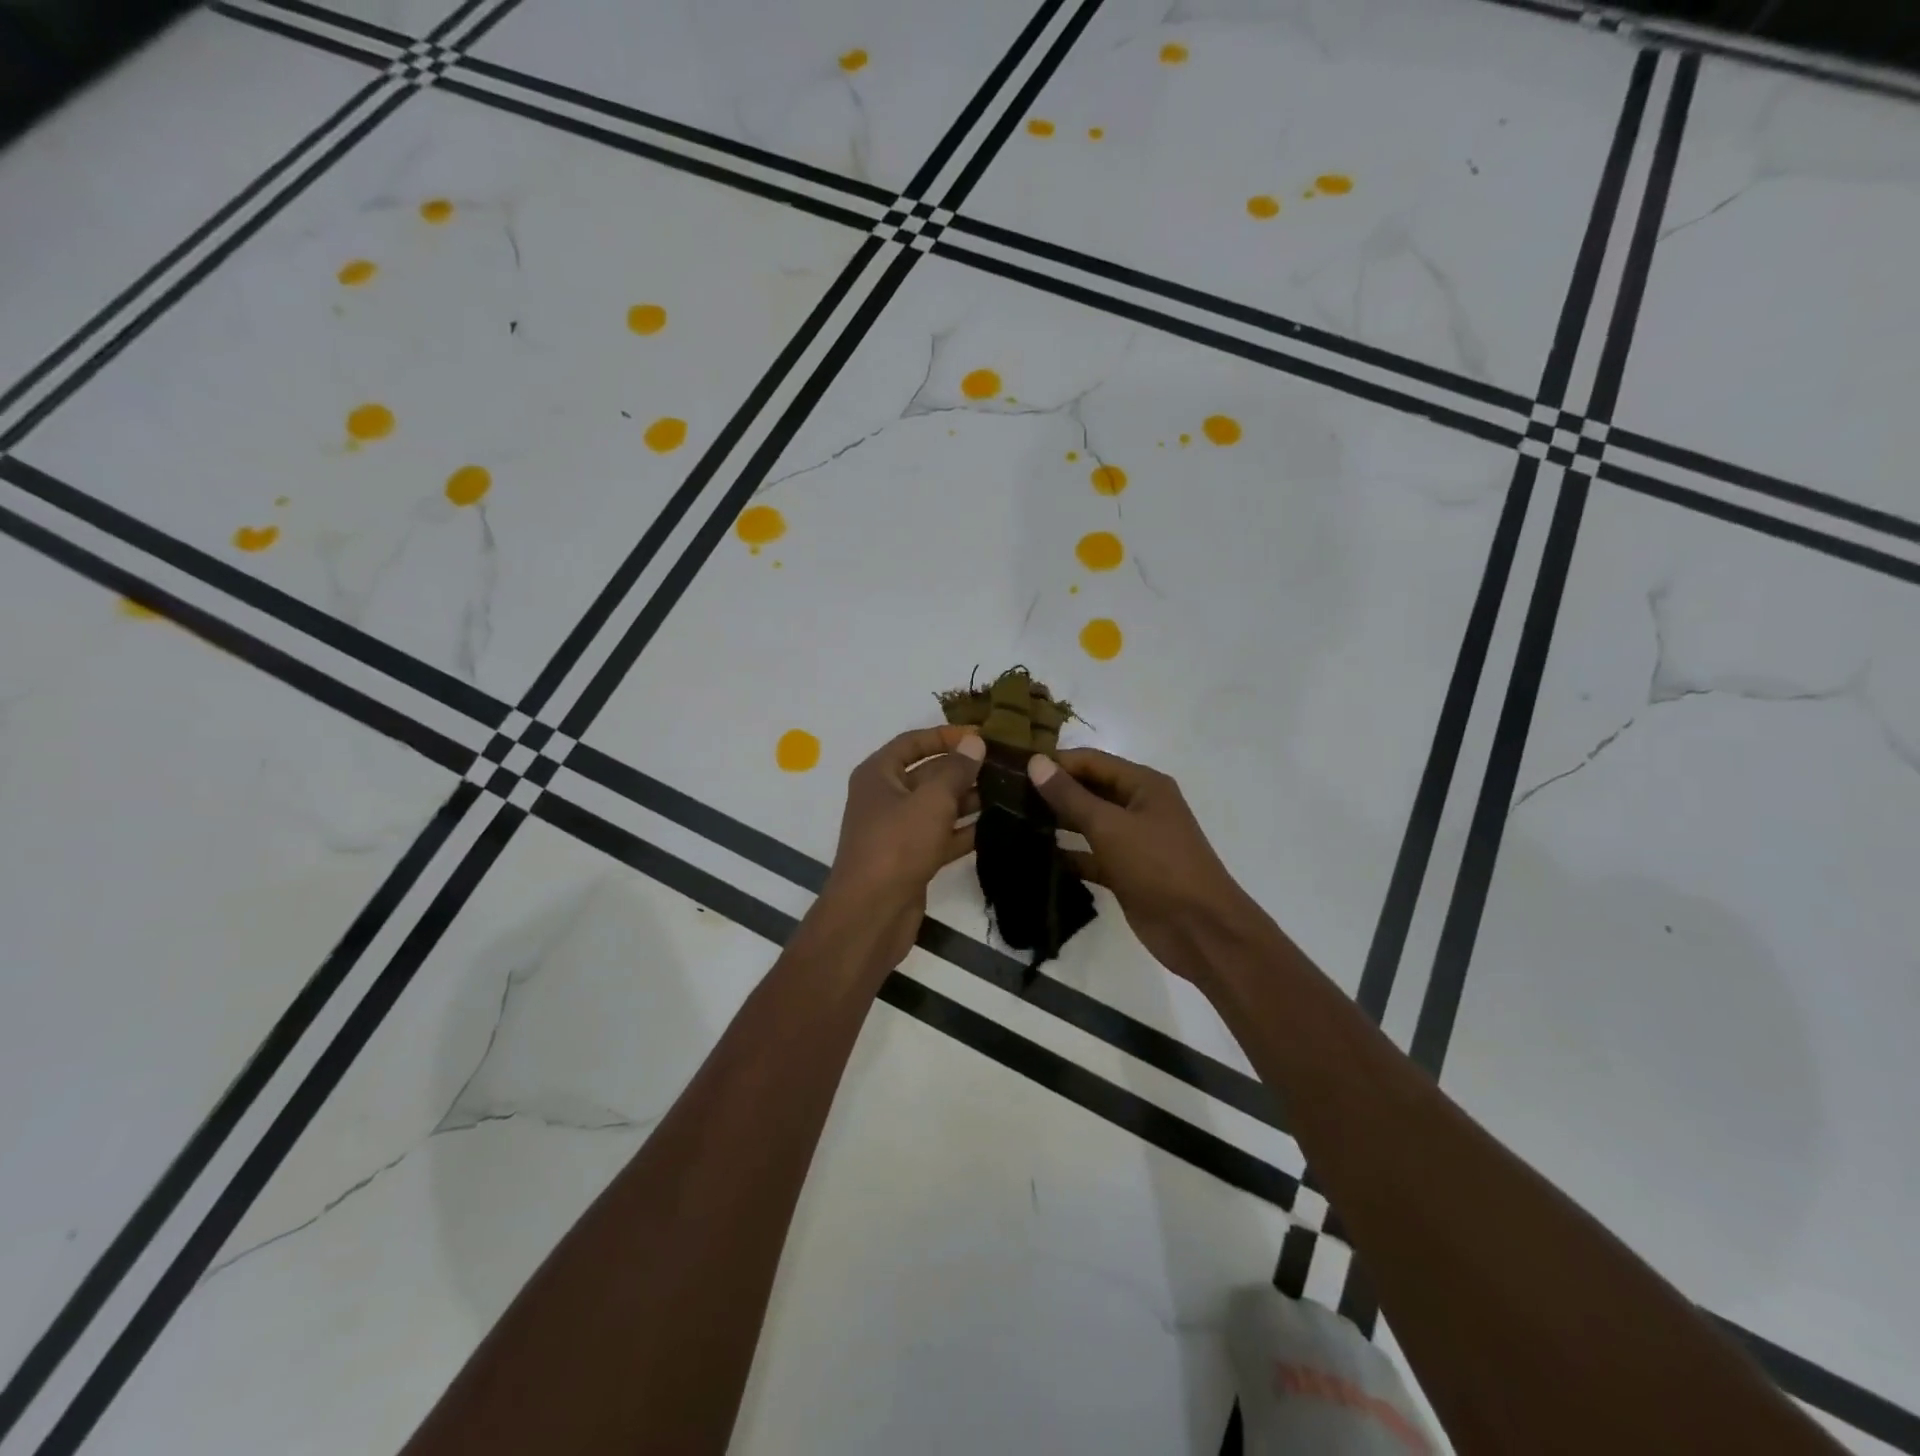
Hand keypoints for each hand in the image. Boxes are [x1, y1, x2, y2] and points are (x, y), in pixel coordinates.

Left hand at [817, 726, 985, 970]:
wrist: (872, 913)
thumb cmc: (897, 845)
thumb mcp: (931, 800)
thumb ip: (956, 769)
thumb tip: (975, 742)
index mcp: (879, 774)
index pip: (913, 742)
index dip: (945, 735)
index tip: (982, 735)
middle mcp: (886, 797)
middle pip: (929, 773)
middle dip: (964, 769)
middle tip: (1007, 764)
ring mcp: (899, 830)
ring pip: (939, 806)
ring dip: (970, 799)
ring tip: (1011, 791)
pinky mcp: (913, 858)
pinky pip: (943, 835)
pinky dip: (966, 830)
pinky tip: (999, 825)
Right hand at [1028, 748, 1265, 982]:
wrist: (1199, 929)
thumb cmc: (1158, 866)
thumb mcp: (1110, 826)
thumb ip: (1070, 796)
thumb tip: (1035, 763)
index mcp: (1143, 785)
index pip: (1091, 761)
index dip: (1055, 762)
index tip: (1014, 769)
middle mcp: (1139, 806)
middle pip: (1089, 789)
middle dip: (1053, 792)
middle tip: (1006, 796)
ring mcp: (1133, 841)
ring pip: (1088, 823)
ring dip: (1057, 823)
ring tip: (1013, 822)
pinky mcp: (1125, 871)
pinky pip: (1091, 855)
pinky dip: (1068, 855)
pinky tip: (1035, 857)